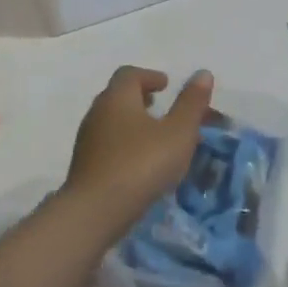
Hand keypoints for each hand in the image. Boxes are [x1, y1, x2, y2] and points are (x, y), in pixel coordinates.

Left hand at [64, 66, 212, 235]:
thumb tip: (203, 73)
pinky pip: (108, 145)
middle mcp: (97, 112)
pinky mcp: (84, 166)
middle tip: (162, 108)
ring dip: (133, 123)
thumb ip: (191, 103)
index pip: (130, 74)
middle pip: (119, 96)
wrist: (94, 212)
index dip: (150, 76)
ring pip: (112, 122)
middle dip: (141, 99)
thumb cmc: (141, 164)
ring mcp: (87, 140)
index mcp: (118, 97)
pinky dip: (125, 144)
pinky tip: (140, 163)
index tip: (166, 85)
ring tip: (156, 138)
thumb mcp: (178, 133)